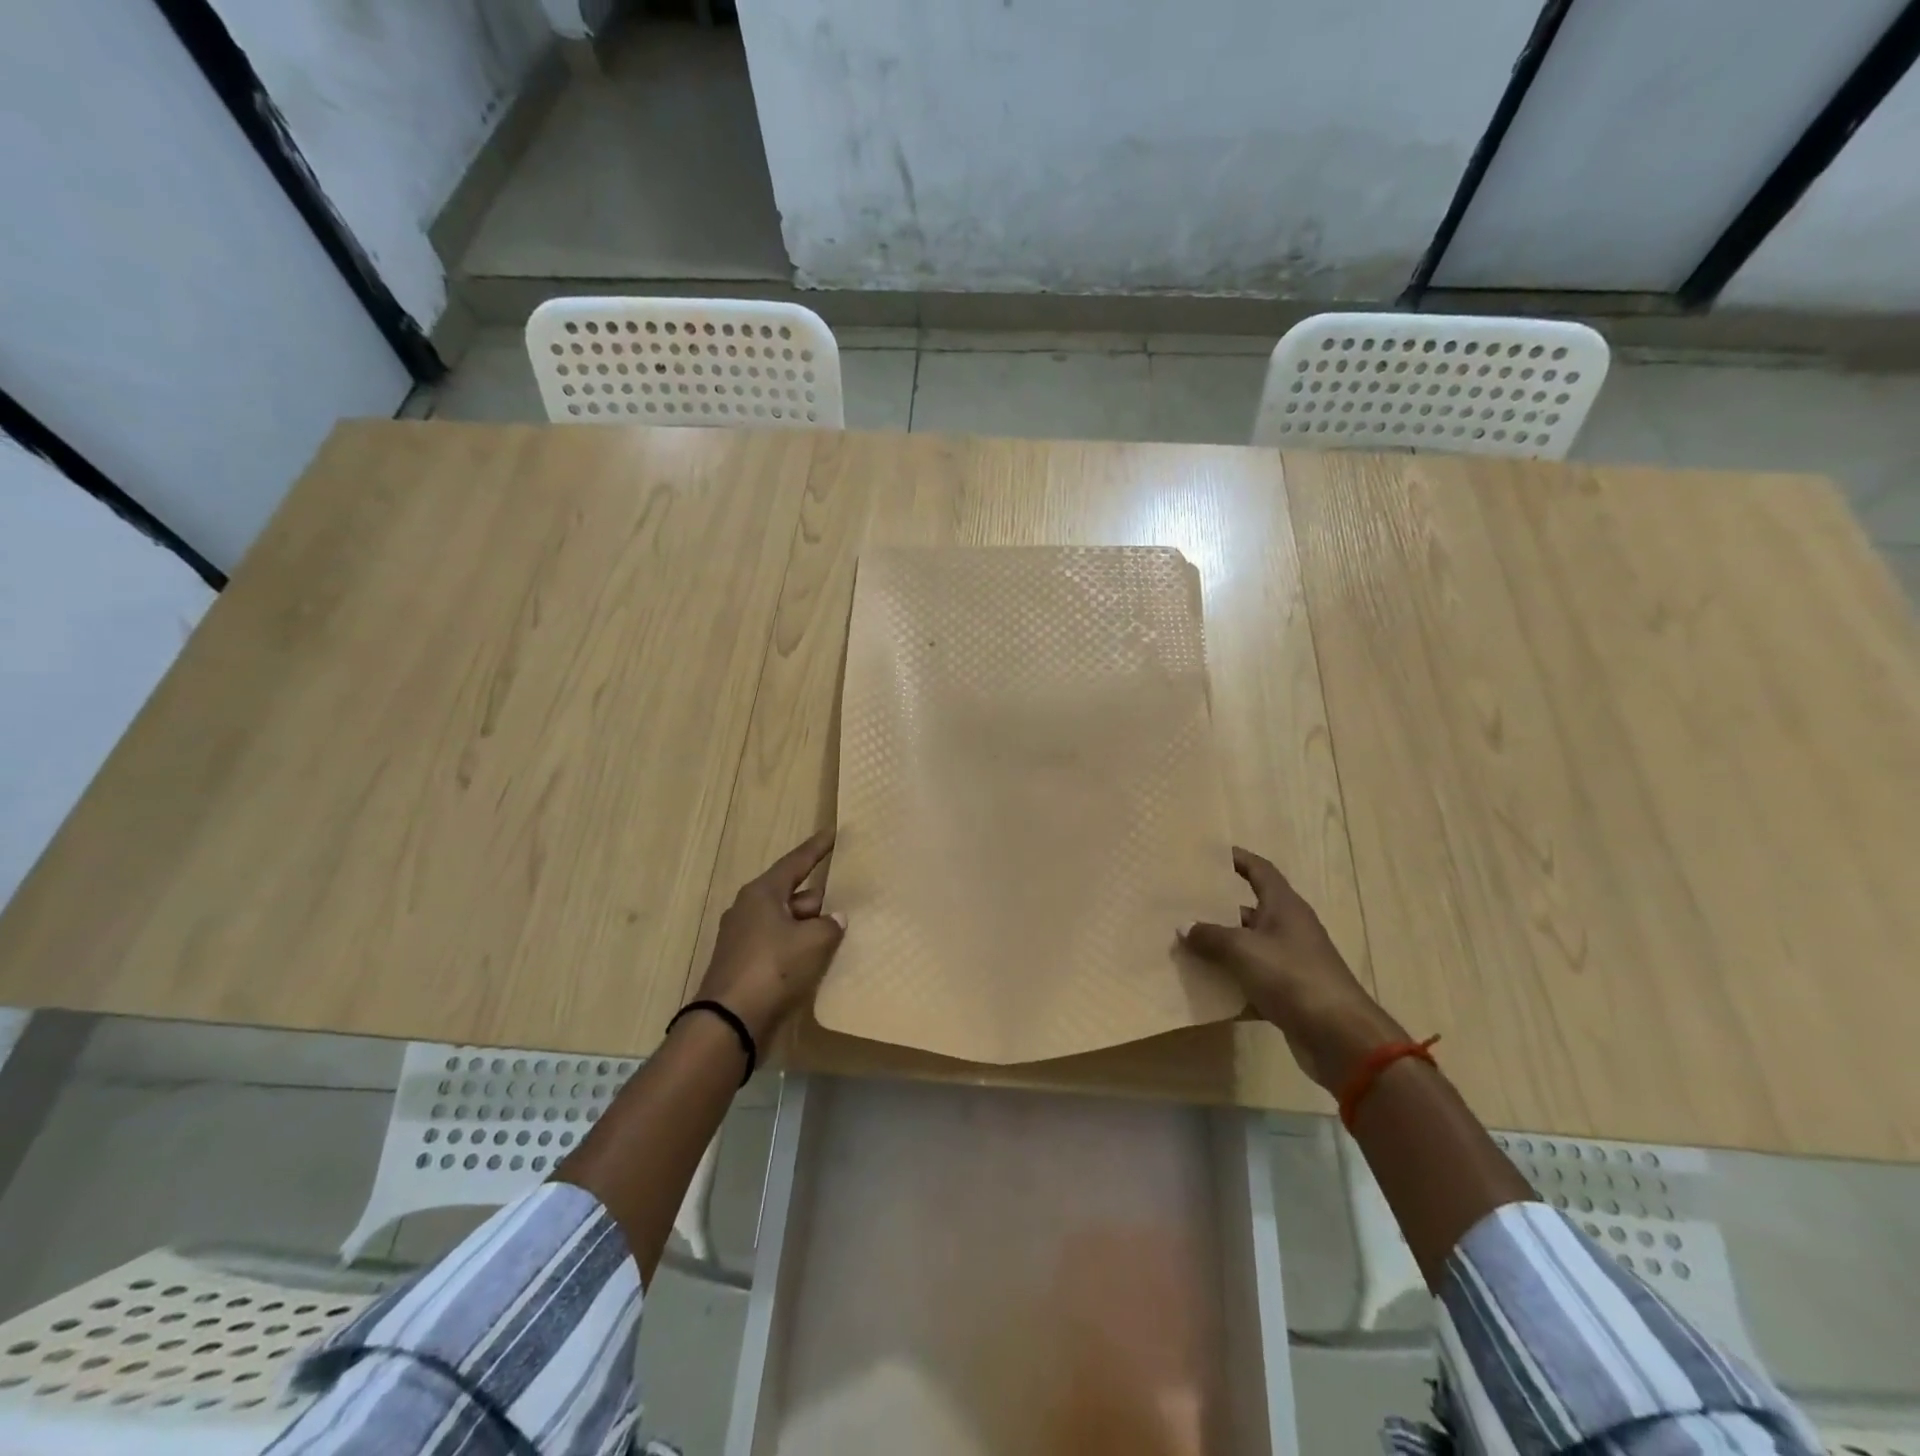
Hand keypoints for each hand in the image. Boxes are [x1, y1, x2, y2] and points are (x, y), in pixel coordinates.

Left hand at [691, 829, 845, 1045]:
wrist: (729, 1022)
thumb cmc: (772, 969)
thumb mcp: (812, 942)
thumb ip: (830, 925)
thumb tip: (836, 918)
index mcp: (762, 893)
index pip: (796, 862)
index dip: (817, 848)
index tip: (833, 833)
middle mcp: (750, 909)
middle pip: (793, 894)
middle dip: (820, 898)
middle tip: (849, 899)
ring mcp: (744, 937)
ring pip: (787, 921)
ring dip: (810, 926)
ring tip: (840, 931)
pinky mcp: (745, 964)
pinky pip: (780, 944)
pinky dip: (799, 946)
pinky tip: (819, 957)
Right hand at [1180, 847, 1404, 1090]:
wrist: (1340, 1037)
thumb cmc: (1293, 977)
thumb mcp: (1244, 950)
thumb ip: (1210, 936)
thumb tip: (1184, 926)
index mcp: (1284, 906)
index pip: (1260, 870)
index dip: (1237, 859)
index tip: (1209, 854)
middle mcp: (1289, 928)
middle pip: (1250, 908)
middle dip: (1218, 906)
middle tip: (1183, 902)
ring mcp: (1290, 962)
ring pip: (1248, 945)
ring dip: (1220, 945)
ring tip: (1184, 942)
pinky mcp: (1289, 992)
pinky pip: (1252, 978)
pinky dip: (1231, 980)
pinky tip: (1203, 984)